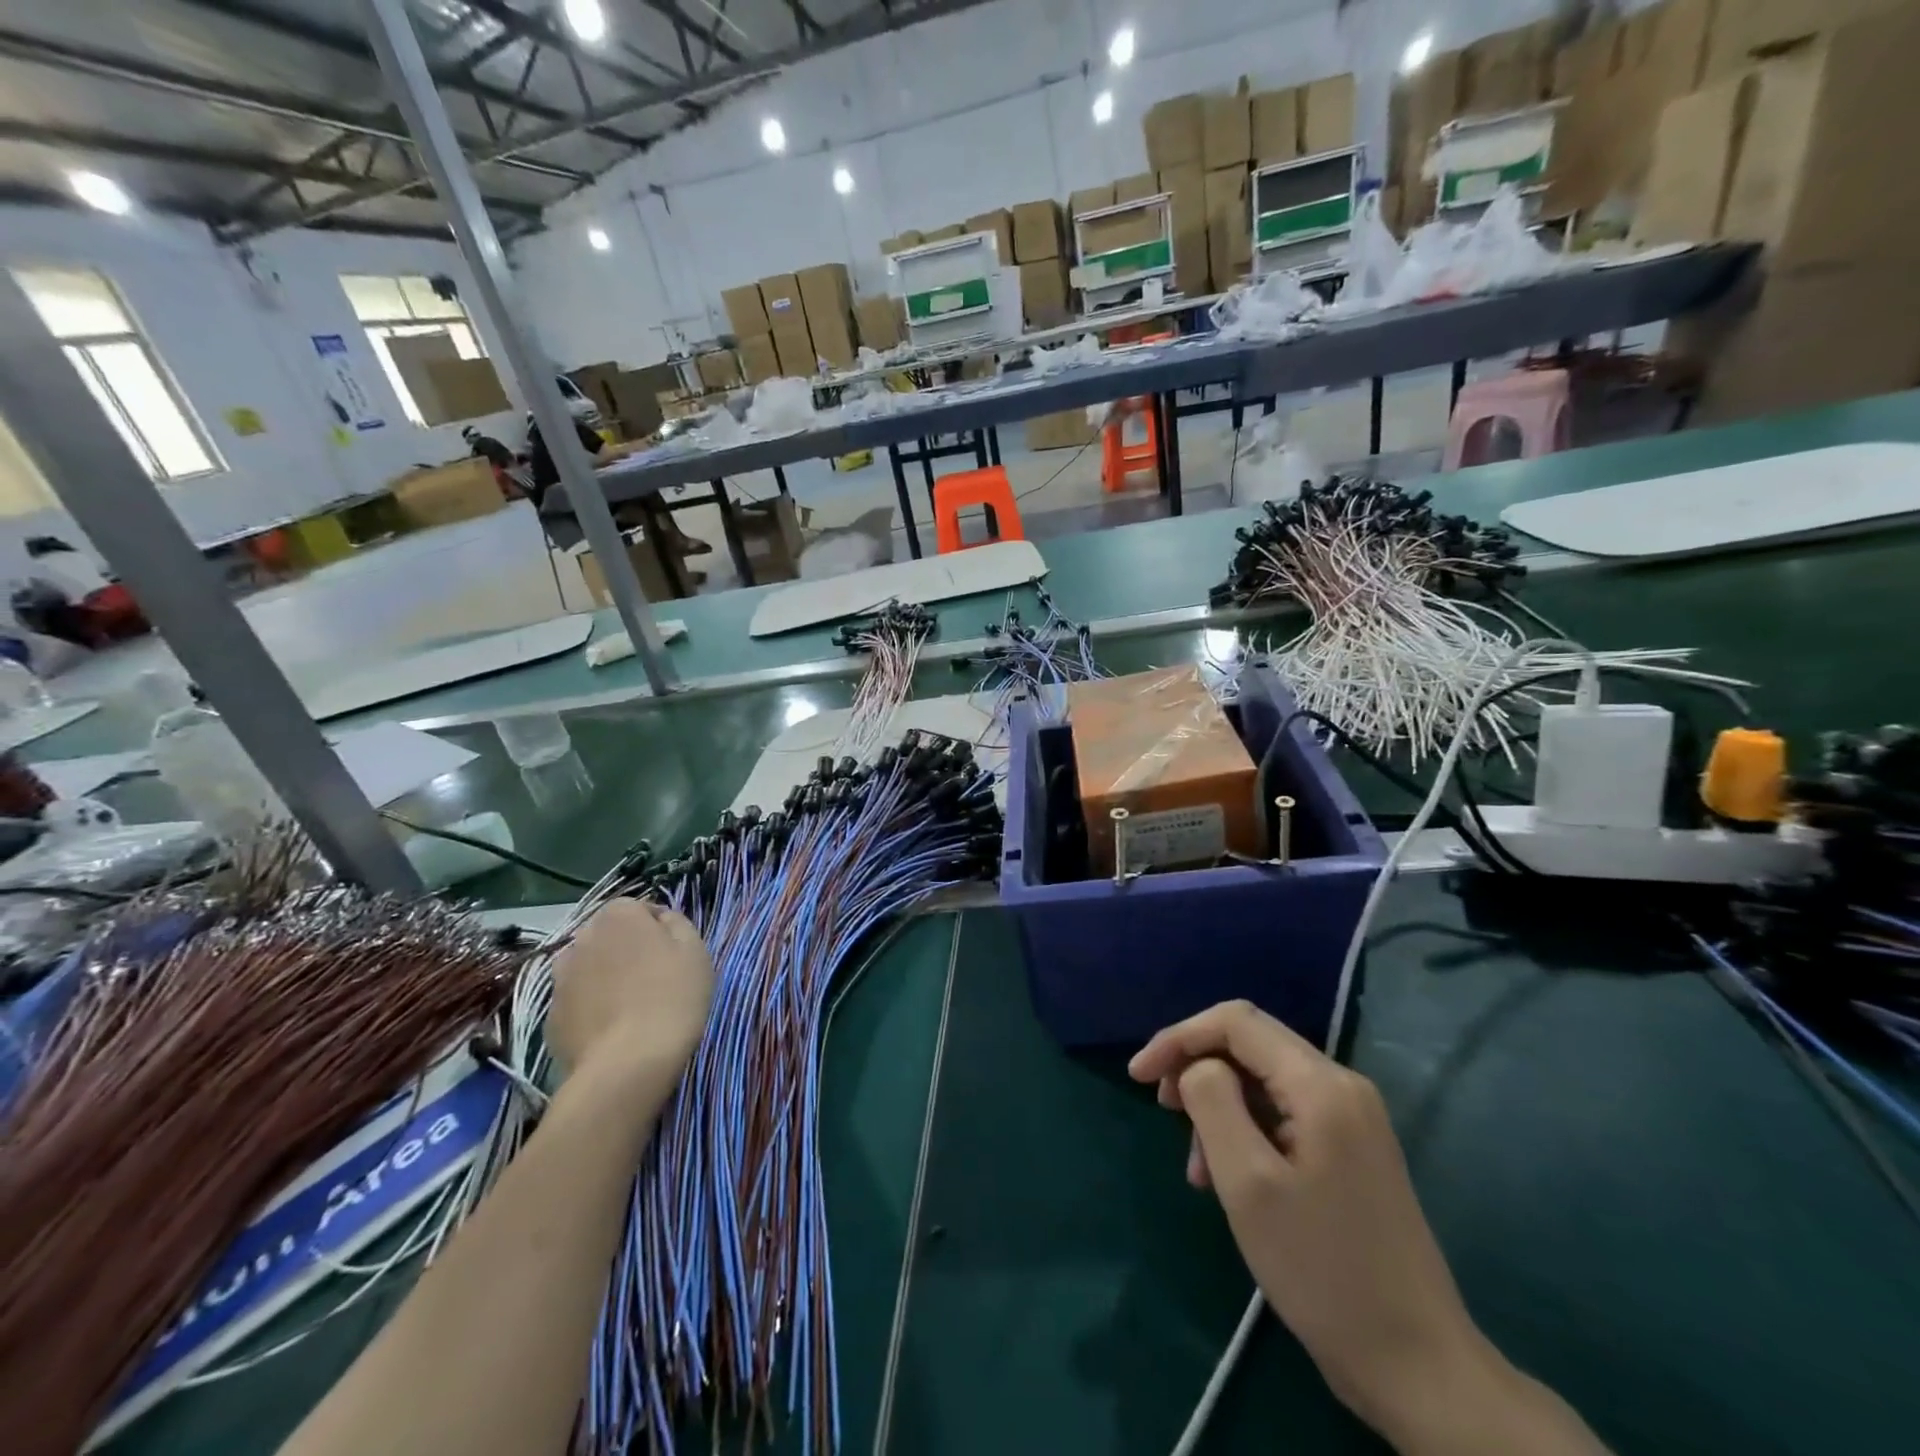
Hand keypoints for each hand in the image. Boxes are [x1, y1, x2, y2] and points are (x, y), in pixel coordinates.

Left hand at [546, 899, 713, 1086]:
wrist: (627, 1063)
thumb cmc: (672, 997)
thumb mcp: (695, 950)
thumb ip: (676, 923)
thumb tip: (660, 919)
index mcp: (619, 916)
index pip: (638, 908)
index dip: (656, 928)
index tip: (672, 952)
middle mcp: (583, 937)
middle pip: (608, 936)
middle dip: (625, 949)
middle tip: (651, 977)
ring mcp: (560, 977)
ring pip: (588, 967)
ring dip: (604, 976)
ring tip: (628, 1005)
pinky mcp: (551, 1014)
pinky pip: (577, 1000)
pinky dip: (590, 1007)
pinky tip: (610, 1029)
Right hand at [1130, 1001, 1486, 1441]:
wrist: (1418, 1367)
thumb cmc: (1322, 1270)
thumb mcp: (1248, 1183)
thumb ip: (1212, 1102)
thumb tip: (1198, 1068)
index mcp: (1321, 1084)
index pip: (1236, 1022)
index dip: (1179, 1037)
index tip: (1138, 1077)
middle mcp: (1341, 1086)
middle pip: (1250, 1046)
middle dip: (1197, 1068)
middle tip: (1163, 1111)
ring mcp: (1351, 1119)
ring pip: (1263, 1082)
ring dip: (1218, 1107)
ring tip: (1196, 1165)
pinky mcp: (1351, 1150)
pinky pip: (1283, 1115)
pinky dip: (1245, 1131)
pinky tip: (1227, 1178)